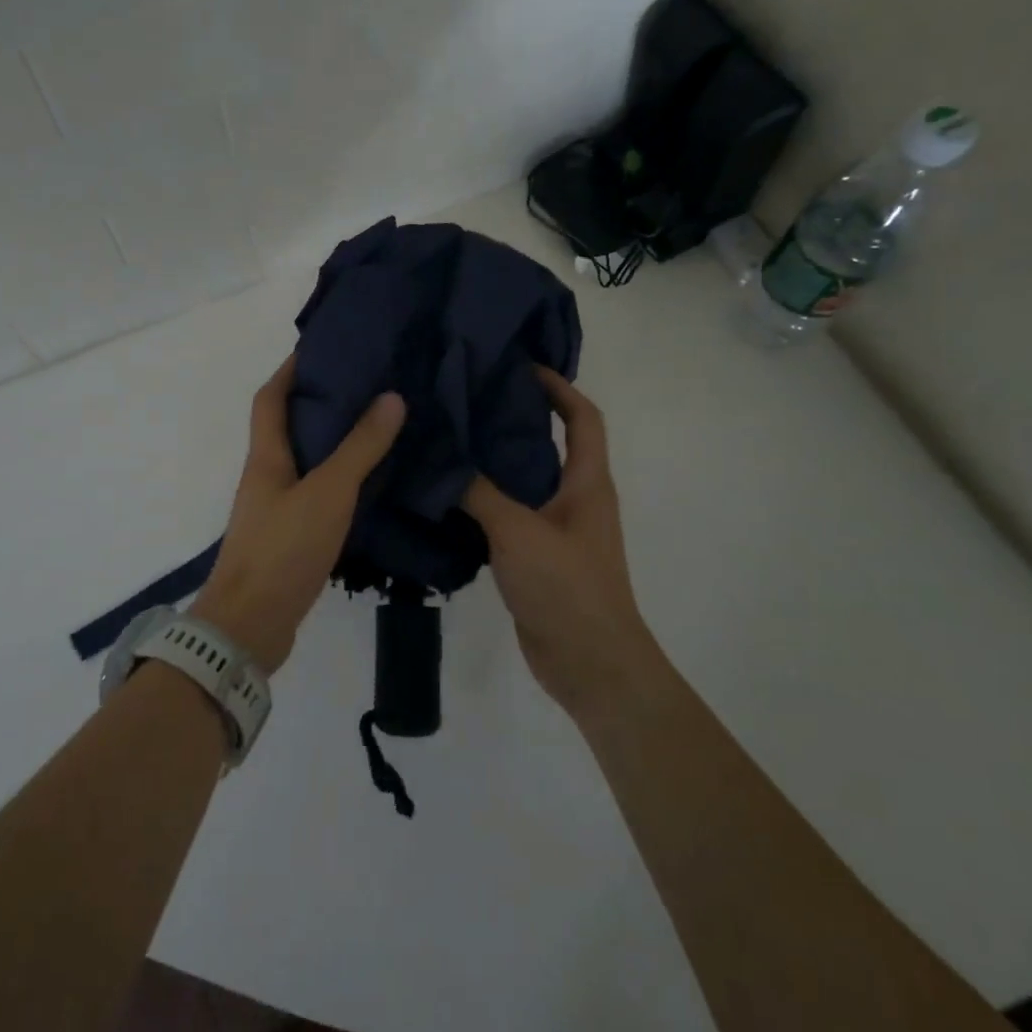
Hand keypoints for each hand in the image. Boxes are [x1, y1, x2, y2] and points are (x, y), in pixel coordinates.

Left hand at [192, 355, 405, 672]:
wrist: (249, 626)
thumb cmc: (283, 549)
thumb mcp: (327, 493)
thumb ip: (360, 448)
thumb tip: (391, 397)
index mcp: (266, 457)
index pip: (270, 399)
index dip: (289, 370)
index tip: (320, 348)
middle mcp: (266, 476)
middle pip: (287, 426)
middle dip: (318, 402)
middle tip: (364, 384)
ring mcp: (275, 508)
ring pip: (303, 461)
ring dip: (330, 441)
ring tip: (373, 425)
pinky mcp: (288, 537)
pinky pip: (314, 493)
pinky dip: (337, 479)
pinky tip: (367, 482)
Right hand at [462, 367, 657, 718]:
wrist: (590, 664)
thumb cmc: (566, 587)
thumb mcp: (517, 531)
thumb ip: (478, 492)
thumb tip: (441, 458)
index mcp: (587, 483)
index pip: (583, 418)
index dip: (559, 387)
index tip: (521, 368)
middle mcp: (576, 499)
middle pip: (551, 444)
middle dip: (517, 418)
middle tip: (469, 401)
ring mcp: (558, 530)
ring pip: (526, 481)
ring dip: (496, 461)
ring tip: (451, 441)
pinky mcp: (538, 557)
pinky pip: (510, 515)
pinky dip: (484, 501)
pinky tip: (448, 497)